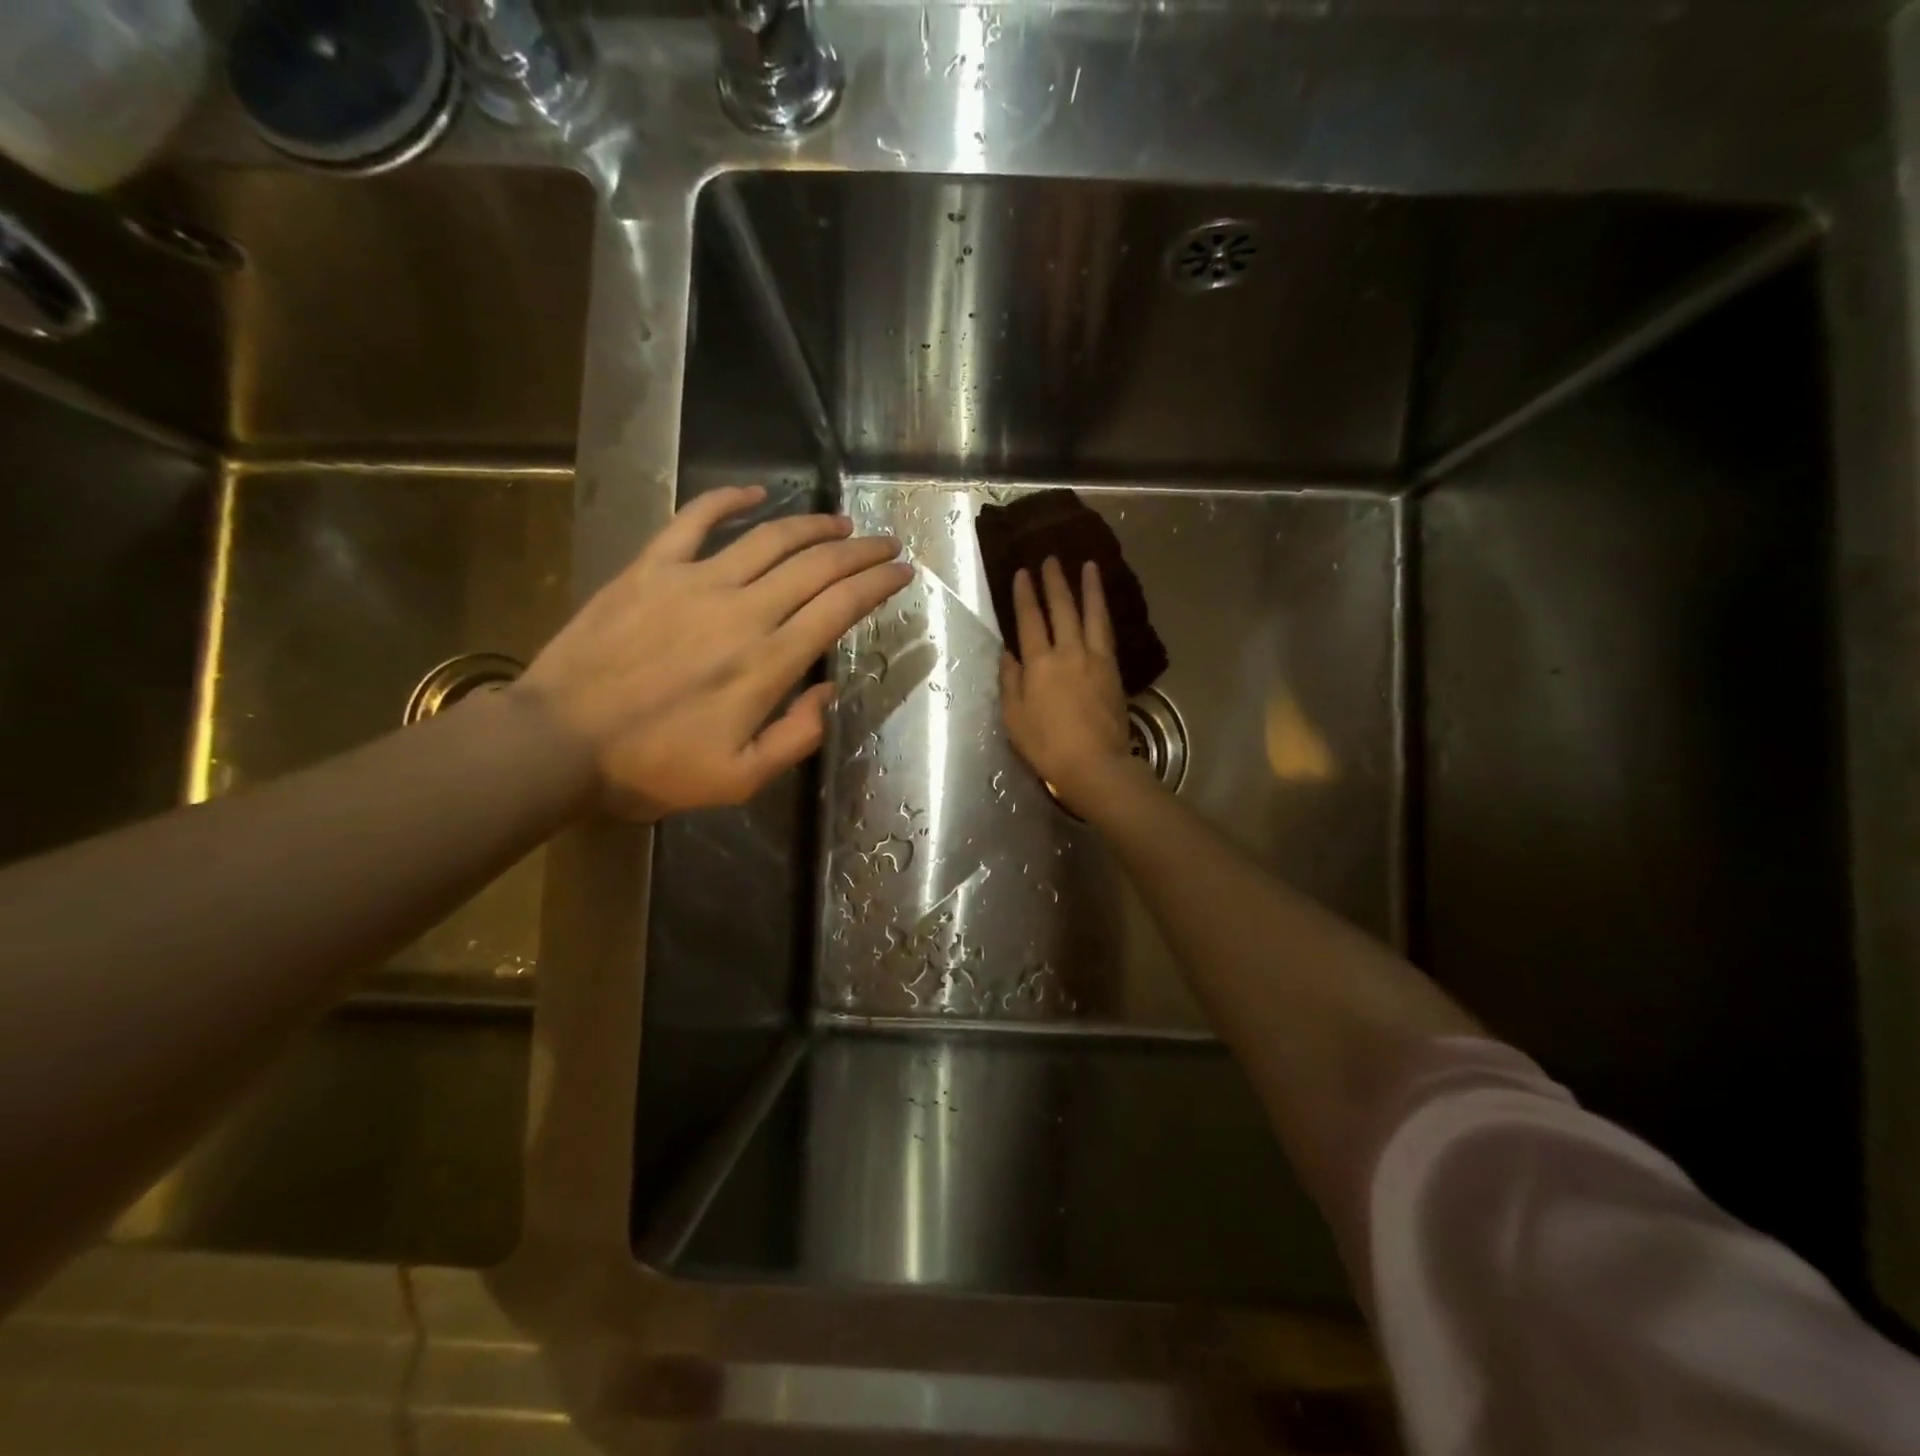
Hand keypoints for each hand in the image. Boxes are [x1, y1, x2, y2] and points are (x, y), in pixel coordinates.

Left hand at [514, 486, 911, 818]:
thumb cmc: (652, 767)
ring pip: (769, 538)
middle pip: (816, 566)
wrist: (558, 742)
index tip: (902, 572)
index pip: (839, 607)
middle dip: (860, 551)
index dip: (877, 585)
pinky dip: (728, 499)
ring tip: (841, 523)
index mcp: (768, 662)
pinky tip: (754, 492)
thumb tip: (826, 692)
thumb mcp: (739, 779)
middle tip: (885, 543)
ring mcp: (695, 582)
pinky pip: (695, 519)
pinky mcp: (651, 568)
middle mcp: (743, 611)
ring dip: (813, 526)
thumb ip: (796, 738)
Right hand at [998, 557, 1144, 817]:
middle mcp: (1068, 652)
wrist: (1095, 764)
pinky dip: (1103, 614)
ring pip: (1092, 614)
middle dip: (1055, 582)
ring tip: (1088, 565)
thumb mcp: (1014, 717)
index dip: (1026, 594)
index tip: (1024, 572)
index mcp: (1039, 663)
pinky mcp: (1113, 670)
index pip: (1030, 620)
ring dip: (1089, 588)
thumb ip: (1011, 681)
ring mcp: (1095, 659)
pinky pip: (1107, 633)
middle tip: (1052, 559)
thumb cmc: (1046, 745)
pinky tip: (1102, 606)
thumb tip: (1009, 654)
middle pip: (1062, 609)